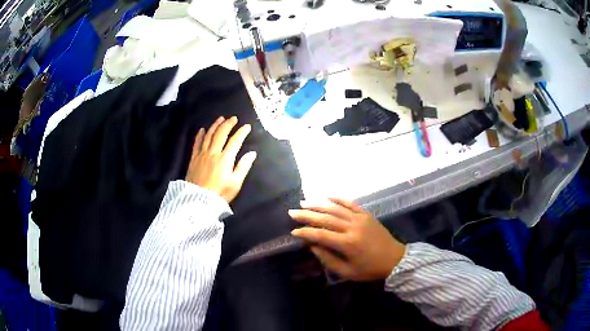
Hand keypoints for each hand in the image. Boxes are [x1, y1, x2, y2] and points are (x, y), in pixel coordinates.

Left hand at [186, 116, 256, 202]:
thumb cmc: (220, 193)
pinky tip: (203, 129)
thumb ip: (243, 166)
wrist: (198, 201)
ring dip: (215, 125)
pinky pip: (197, 143)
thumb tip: (252, 153)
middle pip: (221, 134)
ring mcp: (202, 154)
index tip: (247, 126)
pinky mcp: (194, 158)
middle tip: (233, 118)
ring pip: (209, 135)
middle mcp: (213, 152)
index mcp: (225, 159)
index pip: (235, 141)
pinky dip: (200, 134)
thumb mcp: (235, 183)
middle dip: (228, 124)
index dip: (242, 132)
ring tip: (220, 118)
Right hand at [289, 198, 405, 280]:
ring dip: (318, 204)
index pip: (321, 235)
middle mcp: (352, 227)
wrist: (395, 259)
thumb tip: (312, 247)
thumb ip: (328, 260)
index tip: (293, 232)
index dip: (305, 233)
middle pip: (326, 218)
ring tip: (304, 202)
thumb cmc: (370, 269)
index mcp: (347, 244)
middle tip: (292, 212)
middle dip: (307, 215)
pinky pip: (351, 203)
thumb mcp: (348, 272)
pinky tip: (327, 195)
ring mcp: (360, 218)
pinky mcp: (367, 214)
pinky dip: (338, 198)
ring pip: (336, 208)